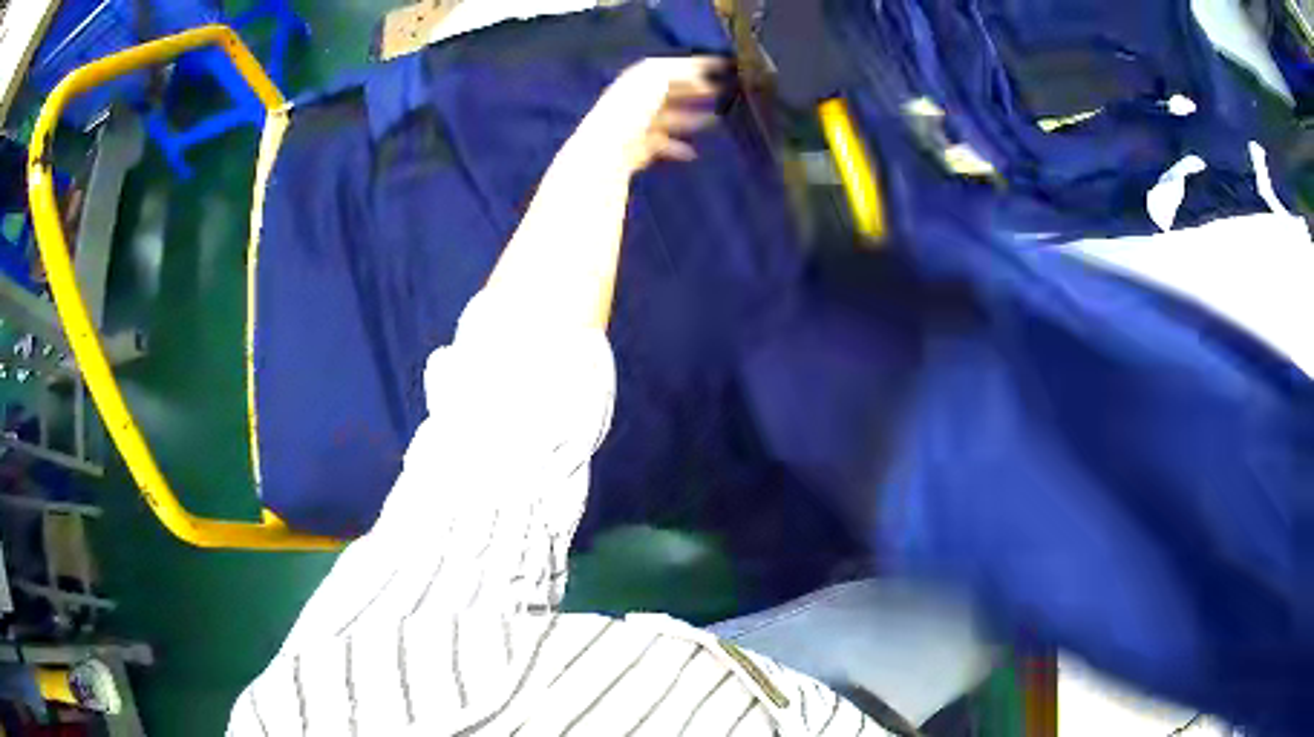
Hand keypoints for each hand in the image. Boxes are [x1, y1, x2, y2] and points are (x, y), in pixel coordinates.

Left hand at [571, 57, 724, 174]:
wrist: (609, 147)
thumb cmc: (633, 107)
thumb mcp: (657, 77)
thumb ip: (681, 72)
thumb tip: (702, 78)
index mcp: (638, 78)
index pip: (670, 66)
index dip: (695, 64)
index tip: (721, 64)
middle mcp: (637, 99)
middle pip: (669, 92)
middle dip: (694, 91)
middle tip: (721, 92)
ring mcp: (637, 124)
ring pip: (670, 118)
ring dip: (692, 118)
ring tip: (716, 120)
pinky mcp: (639, 148)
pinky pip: (663, 145)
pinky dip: (678, 148)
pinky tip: (693, 152)